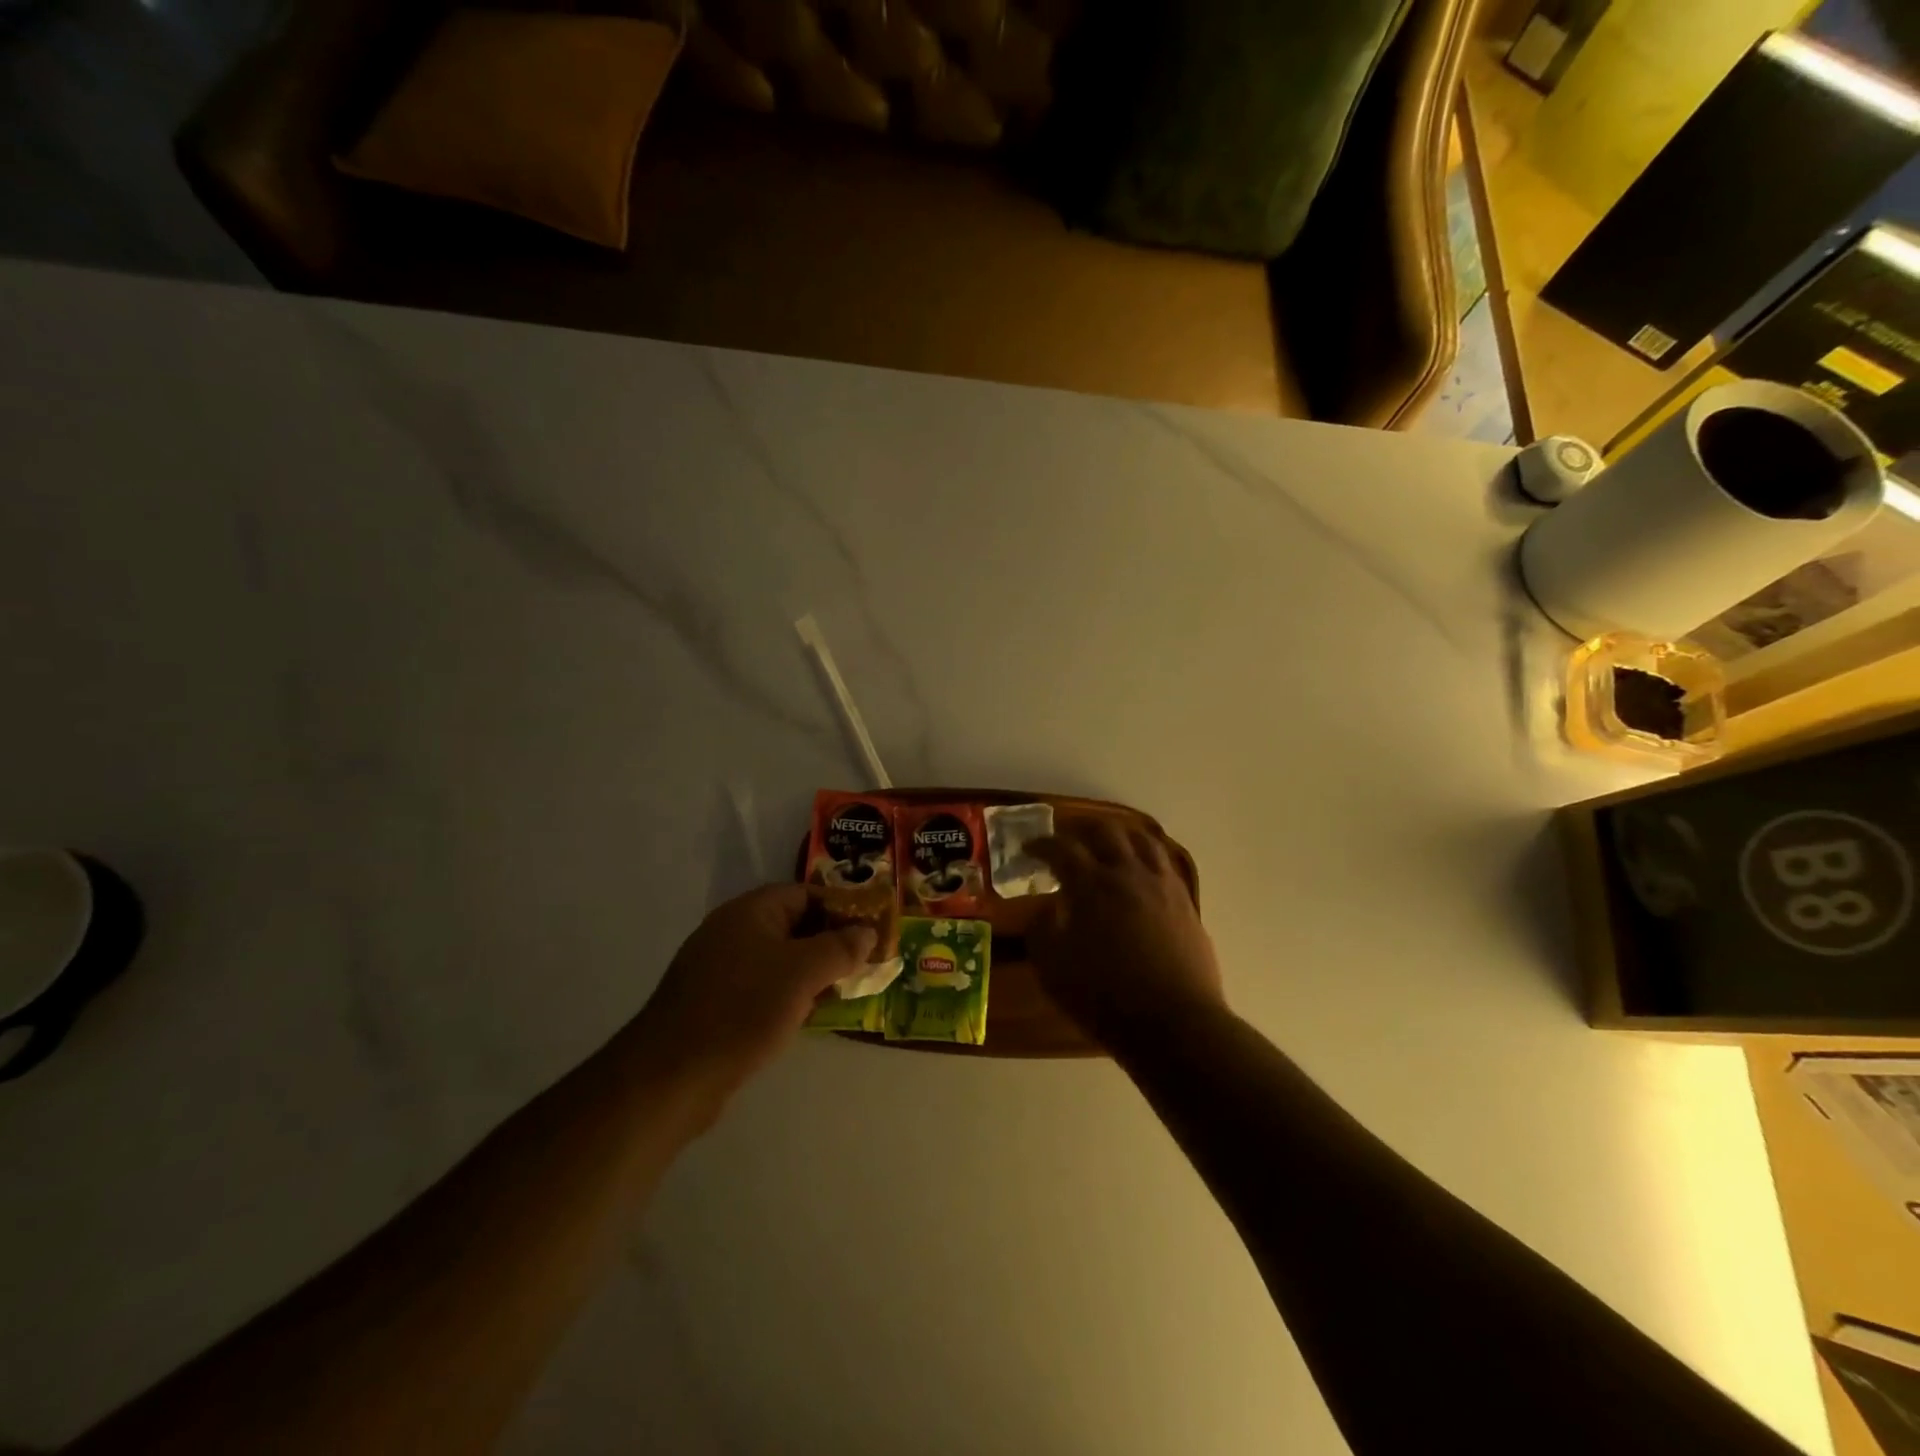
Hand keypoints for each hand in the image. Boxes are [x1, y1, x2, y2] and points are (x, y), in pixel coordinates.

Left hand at [632, 884, 874, 1100]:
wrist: (671, 1076)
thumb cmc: (742, 1010)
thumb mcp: (802, 973)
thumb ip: (840, 948)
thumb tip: (867, 932)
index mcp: (750, 911)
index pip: (806, 894)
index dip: (841, 909)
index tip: (872, 931)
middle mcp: (732, 931)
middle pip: (793, 925)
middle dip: (830, 943)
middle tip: (864, 964)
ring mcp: (720, 968)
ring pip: (779, 959)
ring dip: (811, 972)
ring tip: (843, 991)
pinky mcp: (714, 1002)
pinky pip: (762, 986)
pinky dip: (788, 994)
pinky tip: (806, 1016)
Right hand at [1030, 821, 1223, 1049]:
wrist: (1174, 1023)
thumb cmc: (1104, 996)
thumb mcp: (1052, 968)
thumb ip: (1041, 930)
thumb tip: (1048, 909)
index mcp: (1092, 884)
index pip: (1062, 848)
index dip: (1041, 844)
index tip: (1028, 848)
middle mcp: (1129, 873)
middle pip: (1106, 831)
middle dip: (1082, 830)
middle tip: (1068, 840)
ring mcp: (1162, 885)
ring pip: (1143, 840)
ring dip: (1120, 837)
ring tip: (1109, 847)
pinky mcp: (1186, 903)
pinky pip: (1166, 864)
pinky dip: (1147, 858)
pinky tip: (1142, 873)